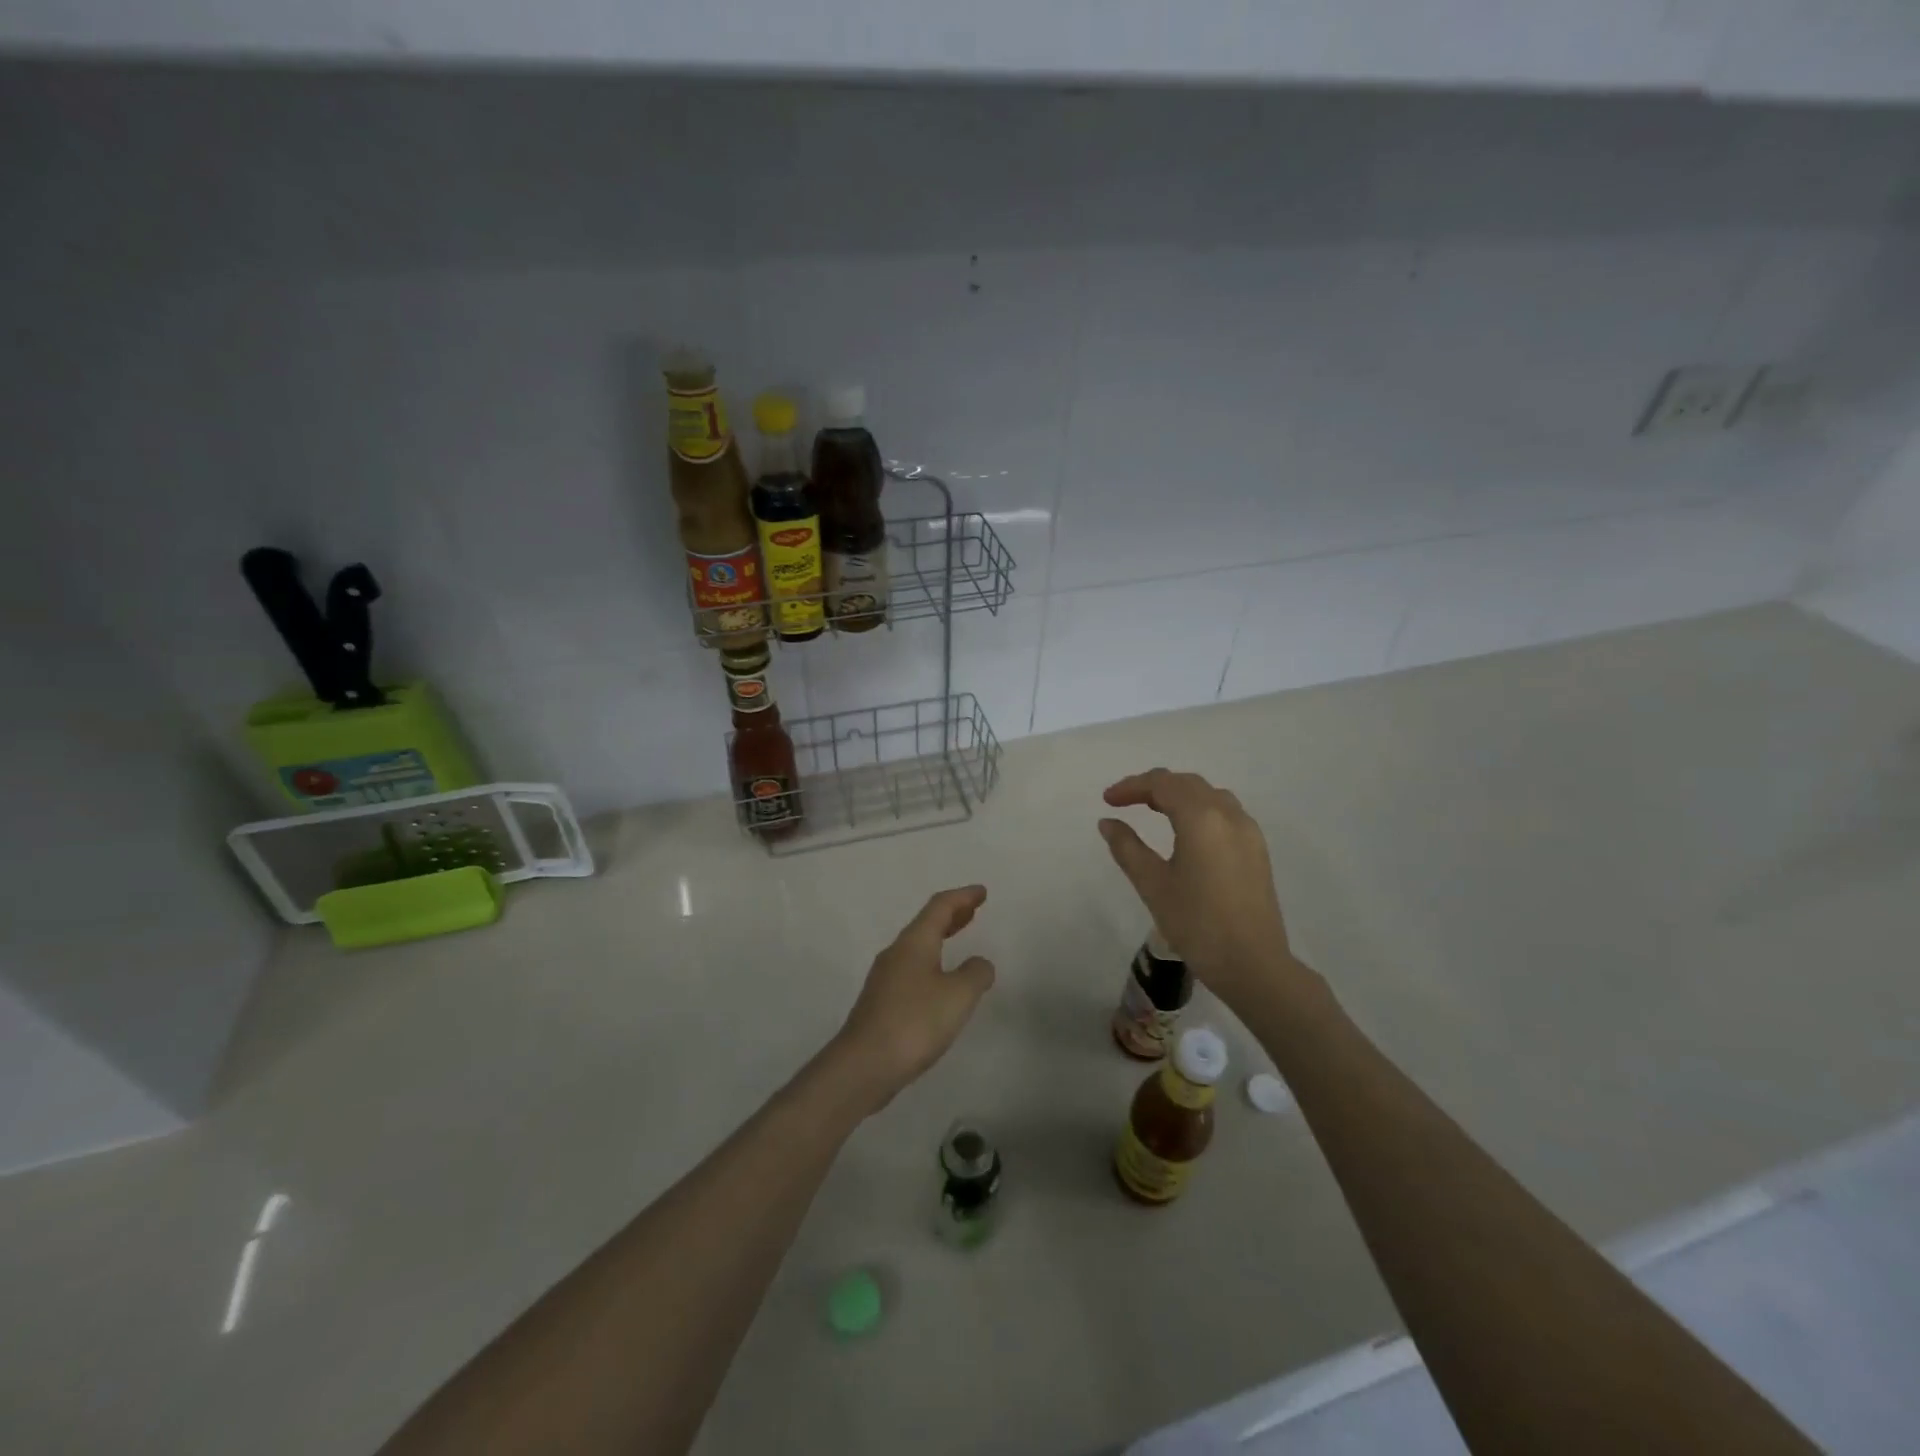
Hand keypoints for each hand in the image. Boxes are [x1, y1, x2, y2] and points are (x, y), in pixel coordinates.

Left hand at [831, 885, 996, 1111]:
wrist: (863, 1065)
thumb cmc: (915, 1022)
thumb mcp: (958, 996)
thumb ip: (975, 974)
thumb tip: (979, 963)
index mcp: (914, 943)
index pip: (940, 907)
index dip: (963, 897)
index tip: (982, 892)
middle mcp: (896, 953)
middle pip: (926, 924)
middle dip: (951, 915)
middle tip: (973, 911)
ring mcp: (885, 979)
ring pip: (917, 947)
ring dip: (940, 938)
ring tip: (959, 940)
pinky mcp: (881, 1003)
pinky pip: (912, 969)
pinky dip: (932, 962)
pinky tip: (941, 983)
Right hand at [1099, 769, 1302, 1010]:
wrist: (1253, 965)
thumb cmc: (1197, 924)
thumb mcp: (1153, 885)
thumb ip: (1127, 847)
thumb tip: (1108, 822)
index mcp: (1201, 818)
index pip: (1162, 784)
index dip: (1132, 787)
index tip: (1108, 800)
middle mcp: (1229, 815)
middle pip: (1187, 783)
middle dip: (1154, 786)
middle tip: (1125, 802)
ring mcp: (1248, 831)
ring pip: (1209, 795)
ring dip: (1179, 795)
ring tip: (1153, 811)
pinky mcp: (1257, 849)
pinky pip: (1225, 812)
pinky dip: (1199, 809)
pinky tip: (1186, 831)